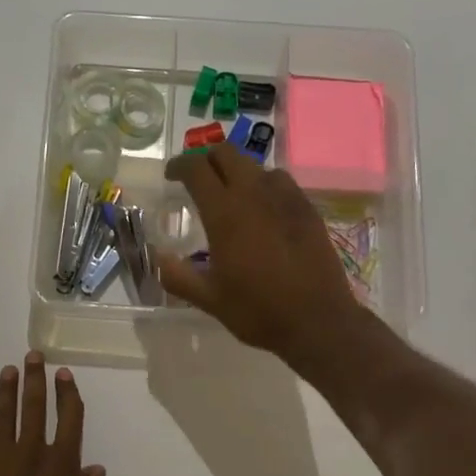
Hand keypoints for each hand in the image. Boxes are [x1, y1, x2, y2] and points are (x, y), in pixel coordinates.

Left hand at [0, 353, 104, 475]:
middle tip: (32, 356)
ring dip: (4, 396)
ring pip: (2, 423)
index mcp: (62, 465)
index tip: (64, 373)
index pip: (69, 419)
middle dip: (35, 381)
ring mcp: (0, 469)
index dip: (68, 394)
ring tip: (6, 372)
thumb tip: (92, 470)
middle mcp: (31, 457)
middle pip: (34, 410)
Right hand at [155, 146, 362, 363]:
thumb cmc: (258, 311)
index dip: (179, 166)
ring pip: (256, 166)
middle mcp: (255, 195)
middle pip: (227, 154)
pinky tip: (264, 209)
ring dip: (237, 172)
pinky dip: (264, 185)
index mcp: (225, 213)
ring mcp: (286, 198)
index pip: (196, 169)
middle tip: (198, 180)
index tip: (171, 175)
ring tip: (231, 194)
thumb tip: (158, 257)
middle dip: (207, 159)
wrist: (318, 321)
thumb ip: (178, 276)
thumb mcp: (209, 299)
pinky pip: (281, 182)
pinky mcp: (308, 209)